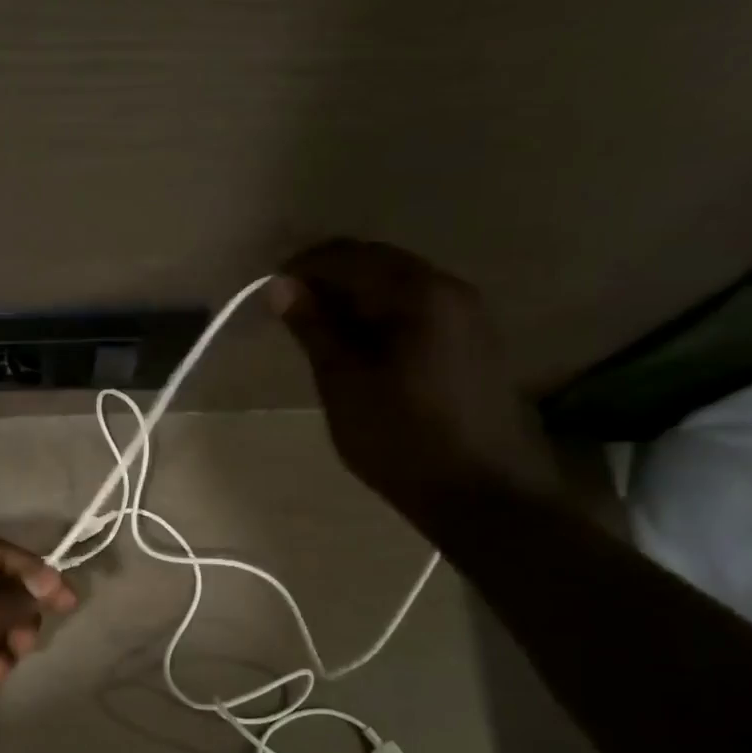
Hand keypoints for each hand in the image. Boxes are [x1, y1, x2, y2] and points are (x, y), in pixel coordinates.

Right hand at [270, 239, 564, 529]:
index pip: (349, 257)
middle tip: (289, 313)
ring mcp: (468, 315)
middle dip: (329, 281)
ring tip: (318, 333)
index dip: (303, 268)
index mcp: (418, 293)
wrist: (482, 495)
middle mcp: (450, 289)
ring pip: (398, 287)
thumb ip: (314, 329)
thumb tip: (280, 286)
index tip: (269, 294)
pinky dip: (381, 317)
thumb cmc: (402, 439)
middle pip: (377, 264)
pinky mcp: (473, 342)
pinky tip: (359, 348)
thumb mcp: (344, 384)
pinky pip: (417, 310)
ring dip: (354, 300)